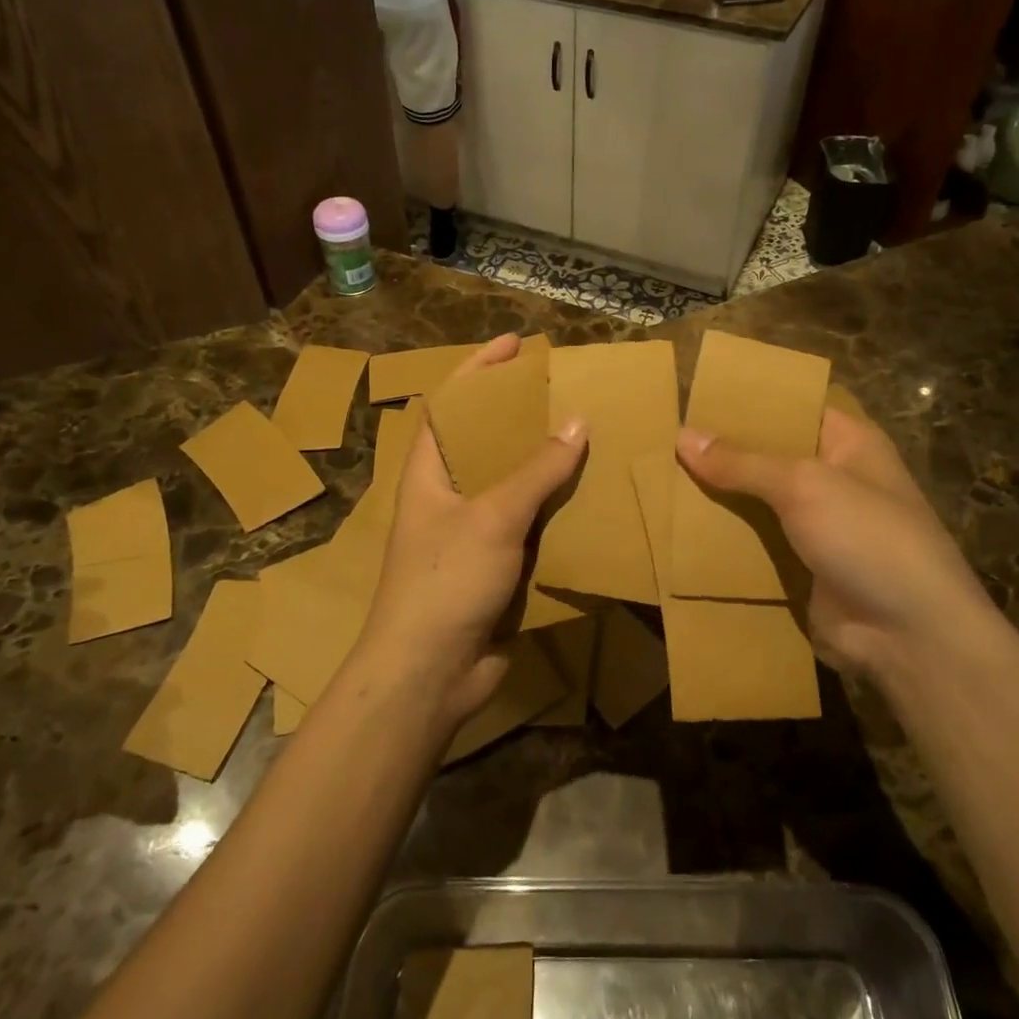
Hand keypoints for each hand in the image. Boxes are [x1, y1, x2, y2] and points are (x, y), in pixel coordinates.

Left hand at [361, 336, 586, 722]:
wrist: (430, 674)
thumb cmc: (446, 581)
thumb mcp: (494, 516)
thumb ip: (537, 470)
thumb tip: (578, 423)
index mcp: (429, 471)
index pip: (449, 403)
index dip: (478, 369)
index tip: (515, 344)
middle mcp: (448, 495)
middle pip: (485, 440)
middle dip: (520, 414)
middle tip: (564, 392)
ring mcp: (471, 532)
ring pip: (512, 484)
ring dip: (544, 463)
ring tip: (586, 437)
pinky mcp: (495, 565)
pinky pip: (530, 524)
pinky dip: (555, 509)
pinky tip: (589, 498)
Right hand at [676, 407, 989, 681]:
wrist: (910, 636)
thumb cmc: (867, 537)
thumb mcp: (804, 486)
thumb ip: (743, 462)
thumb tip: (683, 435)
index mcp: (848, 443)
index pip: (792, 408)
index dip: (748, 402)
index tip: (695, 397)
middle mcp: (833, 479)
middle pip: (769, 457)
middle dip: (722, 453)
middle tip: (663, 440)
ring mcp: (817, 527)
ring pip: (757, 503)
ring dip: (718, 499)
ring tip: (658, 480)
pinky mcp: (801, 568)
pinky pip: (756, 545)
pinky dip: (725, 541)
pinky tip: (678, 531)